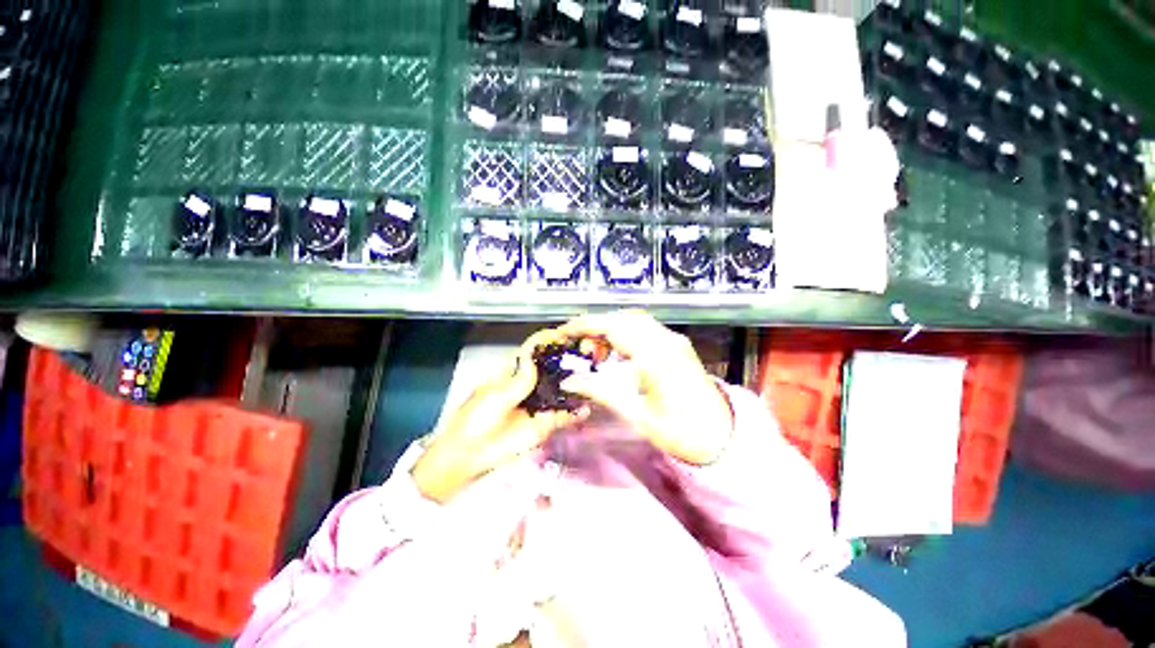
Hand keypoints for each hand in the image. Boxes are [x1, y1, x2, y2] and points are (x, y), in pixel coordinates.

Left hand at [412, 330, 585, 502]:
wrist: (469, 456)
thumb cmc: (475, 421)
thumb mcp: (494, 397)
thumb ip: (518, 381)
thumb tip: (534, 358)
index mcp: (512, 374)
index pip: (533, 352)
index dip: (548, 342)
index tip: (565, 334)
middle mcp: (529, 386)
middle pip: (551, 368)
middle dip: (567, 359)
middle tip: (587, 353)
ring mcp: (539, 405)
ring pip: (561, 390)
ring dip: (575, 383)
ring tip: (592, 375)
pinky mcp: (545, 424)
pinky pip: (564, 416)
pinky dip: (576, 413)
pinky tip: (587, 408)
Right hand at [557, 310, 733, 465]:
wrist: (723, 436)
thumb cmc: (681, 432)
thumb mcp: (637, 416)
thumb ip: (601, 392)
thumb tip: (569, 381)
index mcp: (656, 358)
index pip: (615, 327)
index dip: (586, 325)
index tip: (565, 331)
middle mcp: (666, 341)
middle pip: (624, 318)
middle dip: (597, 326)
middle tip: (581, 349)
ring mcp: (674, 340)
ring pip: (635, 320)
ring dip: (611, 329)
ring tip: (597, 354)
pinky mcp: (677, 345)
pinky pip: (645, 329)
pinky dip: (625, 334)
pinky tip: (618, 354)